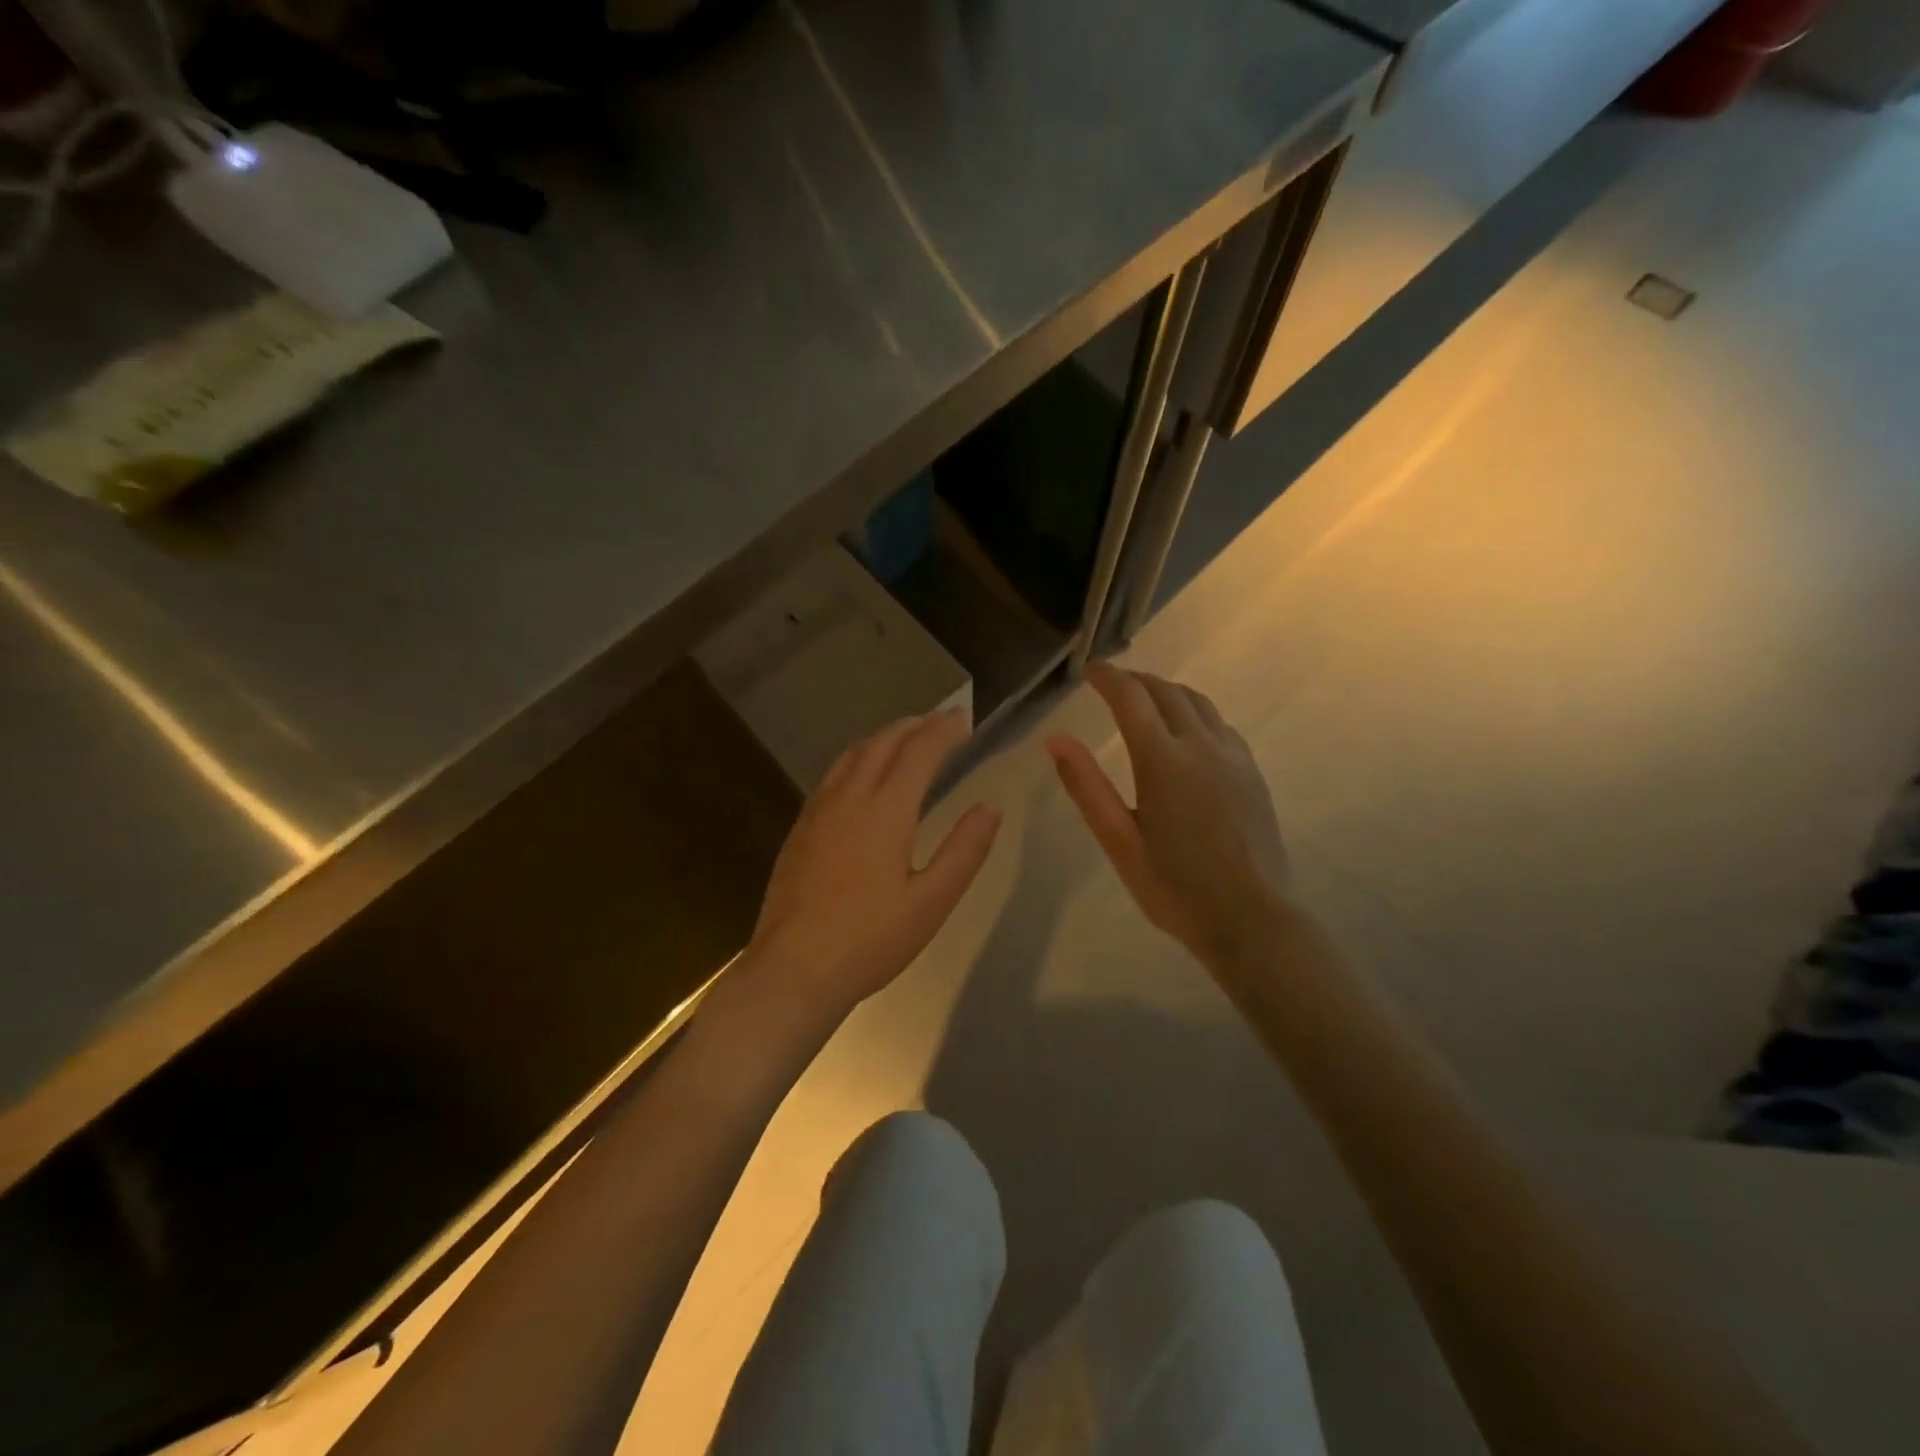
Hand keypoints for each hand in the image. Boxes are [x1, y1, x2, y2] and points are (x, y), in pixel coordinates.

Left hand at [746, 709, 1001, 1016]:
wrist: (793, 970)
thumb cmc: (870, 940)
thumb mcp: (931, 902)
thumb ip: (964, 850)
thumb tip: (990, 808)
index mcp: (885, 810)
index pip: (919, 751)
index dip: (944, 730)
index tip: (964, 719)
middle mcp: (849, 797)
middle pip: (883, 742)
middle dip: (915, 725)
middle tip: (942, 722)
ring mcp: (818, 811)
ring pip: (853, 754)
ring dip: (884, 737)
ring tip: (907, 738)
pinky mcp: (801, 829)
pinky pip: (834, 774)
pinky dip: (859, 758)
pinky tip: (864, 777)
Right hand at [1048, 663, 1290, 964]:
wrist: (1251, 918)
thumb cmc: (1174, 887)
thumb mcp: (1118, 841)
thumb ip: (1086, 786)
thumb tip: (1055, 740)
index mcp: (1163, 760)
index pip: (1131, 698)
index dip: (1108, 677)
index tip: (1089, 670)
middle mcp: (1201, 746)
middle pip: (1167, 692)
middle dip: (1136, 679)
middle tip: (1111, 682)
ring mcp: (1233, 757)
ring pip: (1198, 703)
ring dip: (1167, 691)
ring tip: (1145, 698)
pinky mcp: (1252, 772)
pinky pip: (1219, 724)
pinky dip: (1194, 711)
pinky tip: (1186, 731)